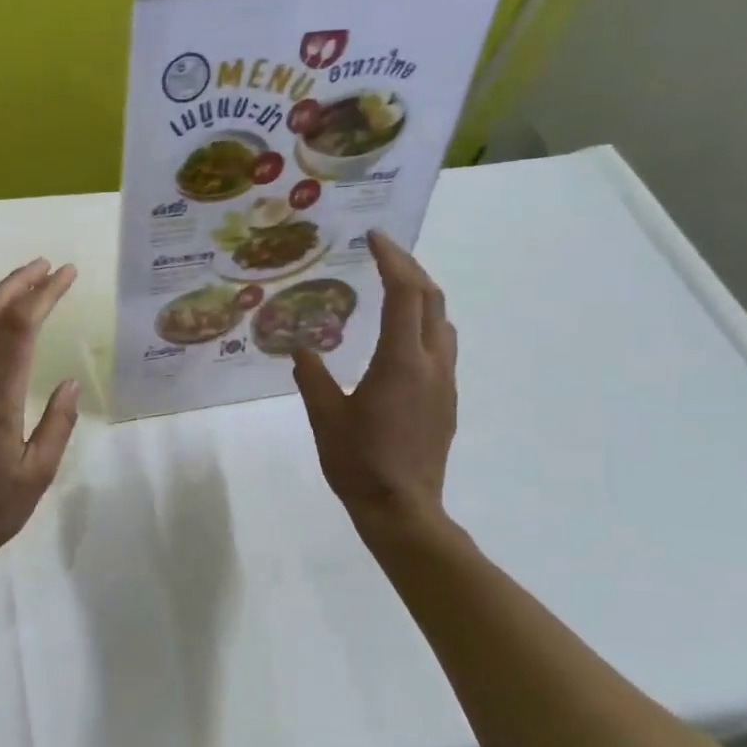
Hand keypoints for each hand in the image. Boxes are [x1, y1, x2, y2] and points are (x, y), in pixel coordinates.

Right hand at [292, 231, 457, 540]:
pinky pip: (440, 346)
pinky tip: (398, 337)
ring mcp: (445, 382)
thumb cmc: (358, 463)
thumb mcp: (325, 417)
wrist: (403, 509)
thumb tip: (299, 348)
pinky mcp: (446, 400)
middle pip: (431, 299)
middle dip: (410, 268)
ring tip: (392, 287)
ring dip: (421, 295)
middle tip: (382, 253)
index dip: (392, 260)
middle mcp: (431, 363)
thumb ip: (312, 377)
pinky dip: (423, 323)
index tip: (374, 236)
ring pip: (442, 322)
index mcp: (400, 362)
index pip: (404, 294)